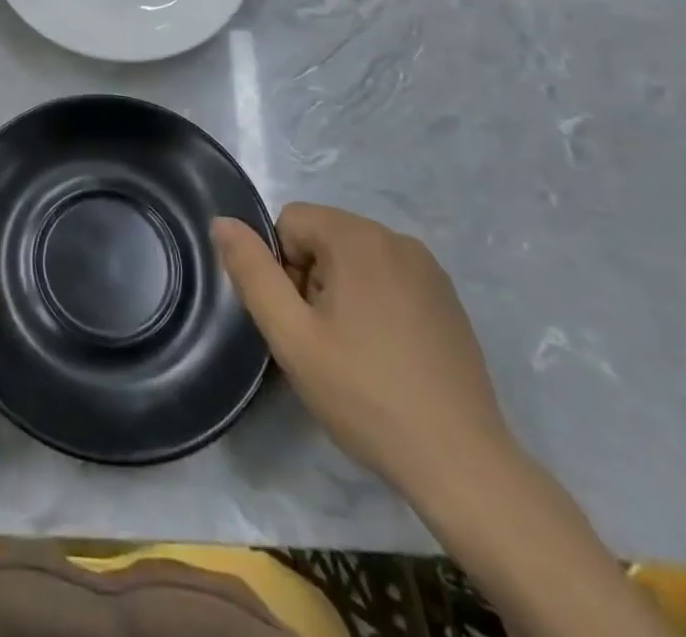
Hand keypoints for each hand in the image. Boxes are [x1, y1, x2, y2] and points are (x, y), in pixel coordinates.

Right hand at [213, 204, 511, 493]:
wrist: (463, 465)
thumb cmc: (366, 395)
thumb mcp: (291, 336)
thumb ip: (252, 272)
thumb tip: (222, 222)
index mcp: (357, 237)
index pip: (290, 222)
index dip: (281, 268)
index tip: (300, 321)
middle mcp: (396, 238)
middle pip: (323, 237)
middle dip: (310, 279)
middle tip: (322, 342)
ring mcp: (428, 269)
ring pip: (355, 258)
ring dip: (340, 292)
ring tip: (353, 353)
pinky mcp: (448, 299)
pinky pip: (389, 278)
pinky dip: (374, 303)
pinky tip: (385, 356)